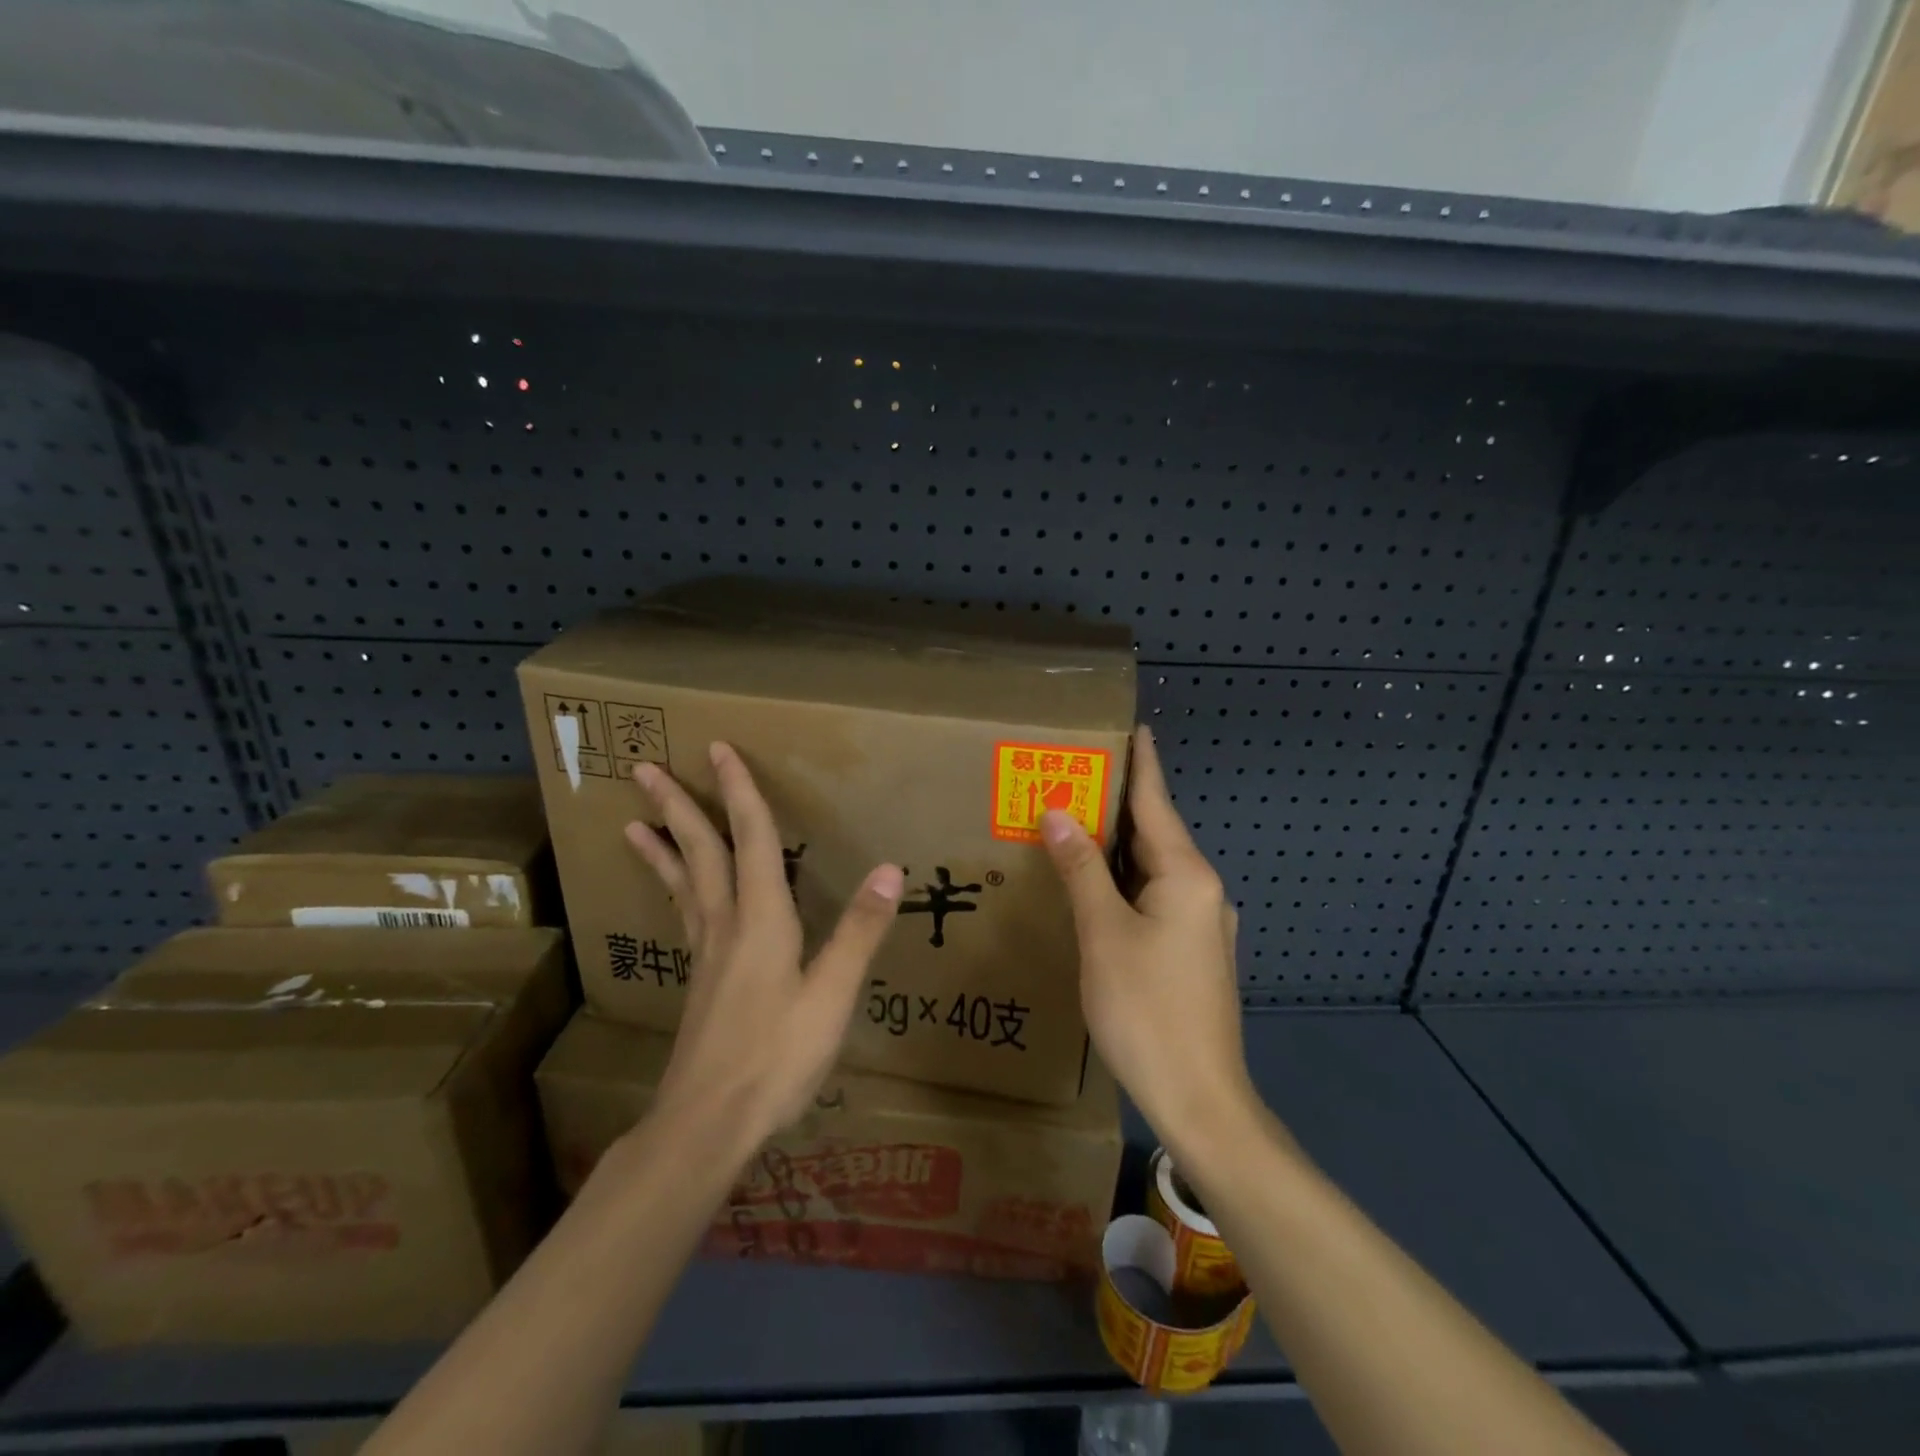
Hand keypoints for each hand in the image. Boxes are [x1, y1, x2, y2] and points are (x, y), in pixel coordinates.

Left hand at [625, 742, 904, 1152]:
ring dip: (662, 845)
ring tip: (633, 822)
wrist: (706, 1124)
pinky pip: (684, 913)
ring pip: (682, 883)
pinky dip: (673, 886)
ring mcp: (706, 953)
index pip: (750, 839)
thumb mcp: (831, 996)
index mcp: (761, 919)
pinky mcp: (699, 979)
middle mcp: (726, 924)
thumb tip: (890, 868)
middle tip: (645, 769)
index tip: (719, 748)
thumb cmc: (775, 1058)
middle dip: (677, 807)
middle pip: (698, 852)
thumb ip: (859, 930)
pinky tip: (676, 893)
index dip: (739, 791)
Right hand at [1040, 725, 1257, 1162]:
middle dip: (1115, 804)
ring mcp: (1201, 923)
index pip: (1156, 802)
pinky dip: (1123, 880)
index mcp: (1186, 875)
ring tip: (1074, 822)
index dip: (1141, 762)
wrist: (1200, 1099)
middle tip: (1072, 776)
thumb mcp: (1104, 933)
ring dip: (1116, 845)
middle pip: (1154, 833)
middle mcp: (1201, 890)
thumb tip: (1057, 812)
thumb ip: (1081, 868)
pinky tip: (1096, 886)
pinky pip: (1154, 897)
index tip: (1132, 726)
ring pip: (1152, 868)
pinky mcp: (1192, 951)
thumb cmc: (1148, 1009)